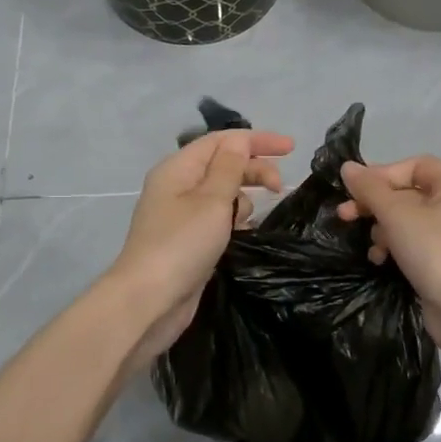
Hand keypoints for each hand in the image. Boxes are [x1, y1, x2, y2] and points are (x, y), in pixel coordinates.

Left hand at [107, 128, 292, 374]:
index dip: (256, 140)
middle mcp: (177, 186)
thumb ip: (229, 167)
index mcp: (178, 168)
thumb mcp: (212, 200)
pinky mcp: (187, 240)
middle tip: (280, 188)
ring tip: (250, 219)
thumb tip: (239, 141)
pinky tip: (244, 234)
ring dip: (243, 198)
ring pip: (222, 193)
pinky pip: (218, 218)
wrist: (149, 301)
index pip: (221, 141)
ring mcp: (181, 215)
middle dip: (253, 170)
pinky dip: (234, 220)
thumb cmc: (182, 244)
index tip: (291, 148)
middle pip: (222, 164)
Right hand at [336, 155, 440, 355]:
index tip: (357, 189)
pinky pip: (415, 242)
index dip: (383, 173)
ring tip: (372, 245)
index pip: (414, 166)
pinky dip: (395, 246)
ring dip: (383, 228)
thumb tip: (347, 167)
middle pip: (408, 193)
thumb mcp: (395, 214)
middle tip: (346, 214)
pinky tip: (381, 259)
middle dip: (375, 204)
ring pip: (408, 219)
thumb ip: (369, 188)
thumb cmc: (432, 249)